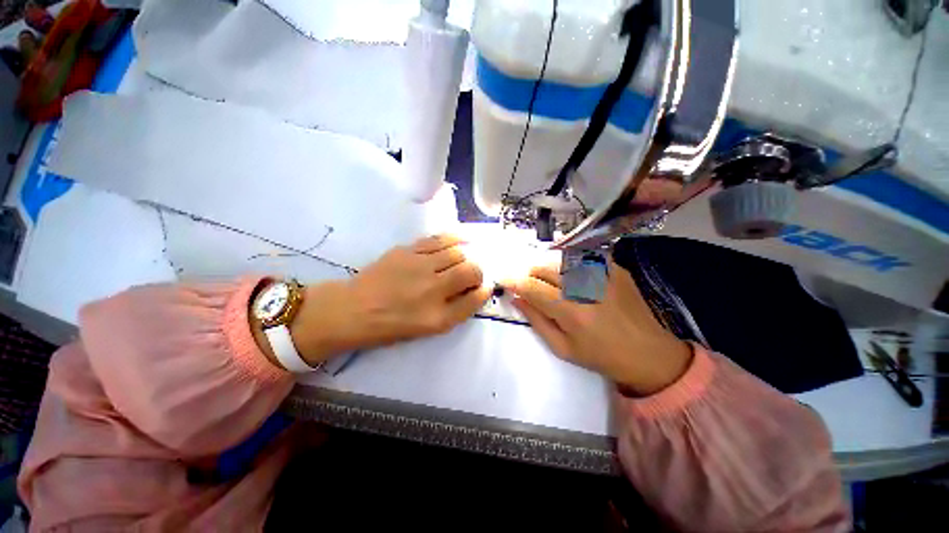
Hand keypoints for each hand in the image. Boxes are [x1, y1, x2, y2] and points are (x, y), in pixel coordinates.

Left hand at [291, 235, 490, 364]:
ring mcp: (420, 266)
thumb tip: (478, 290)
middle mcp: (433, 289)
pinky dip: (456, 238)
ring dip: (468, 255)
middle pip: (471, 270)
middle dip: (478, 271)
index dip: (484, 290)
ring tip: (467, 257)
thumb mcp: (429, 328)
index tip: (483, 287)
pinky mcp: (408, 250)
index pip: (475, 298)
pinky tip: (462, 239)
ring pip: (458, 252)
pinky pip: (440, 239)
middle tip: (472, 274)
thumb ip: (457, 310)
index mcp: (438, 317)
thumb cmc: (392, 324)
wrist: (354, 309)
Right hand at [504, 260, 692, 395]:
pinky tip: (571, 275)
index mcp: (570, 311)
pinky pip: (583, 256)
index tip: (503, 278)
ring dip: (547, 266)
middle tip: (528, 283)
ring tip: (548, 280)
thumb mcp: (562, 348)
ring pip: (560, 257)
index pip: (531, 287)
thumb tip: (516, 298)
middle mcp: (585, 286)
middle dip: (529, 272)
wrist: (650, 353)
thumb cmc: (601, 356)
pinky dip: (569, 262)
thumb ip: (536, 320)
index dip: (513, 280)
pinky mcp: (615, 267)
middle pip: (544, 266)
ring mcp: (603, 273)